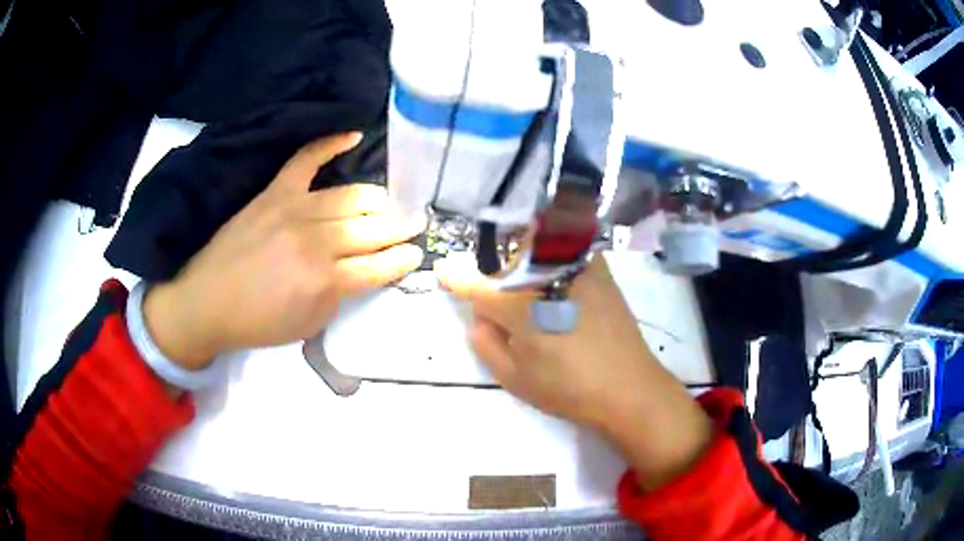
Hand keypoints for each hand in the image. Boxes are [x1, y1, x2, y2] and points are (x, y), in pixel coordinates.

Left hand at [144, 133, 424, 369]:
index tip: (417, 254)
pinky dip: (329, 144)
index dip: (402, 260)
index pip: (378, 265)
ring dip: (378, 201)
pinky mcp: (274, 193)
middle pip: (369, 229)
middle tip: (415, 225)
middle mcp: (315, 240)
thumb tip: (363, 271)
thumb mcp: (309, 325)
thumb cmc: (258, 323)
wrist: (207, 302)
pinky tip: (354, 135)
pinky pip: (306, 160)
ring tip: (392, 204)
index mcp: (324, 280)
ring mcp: (294, 209)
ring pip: (349, 197)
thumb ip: (340, 296)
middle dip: (399, 228)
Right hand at [436, 255, 711, 488]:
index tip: (443, 271)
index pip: (477, 287)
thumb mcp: (514, 377)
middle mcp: (545, 276)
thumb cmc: (568, 388)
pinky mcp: (598, 268)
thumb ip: (486, 343)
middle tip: (505, 303)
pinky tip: (561, 275)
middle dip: (499, 279)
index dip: (457, 280)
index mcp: (519, 306)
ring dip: (525, 260)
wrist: (629, 386)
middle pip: (508, 265)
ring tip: (537, 289)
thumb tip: (479, 317)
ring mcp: (576, 266)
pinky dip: (554, 250)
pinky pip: (566, 247)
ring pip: (536, 248)